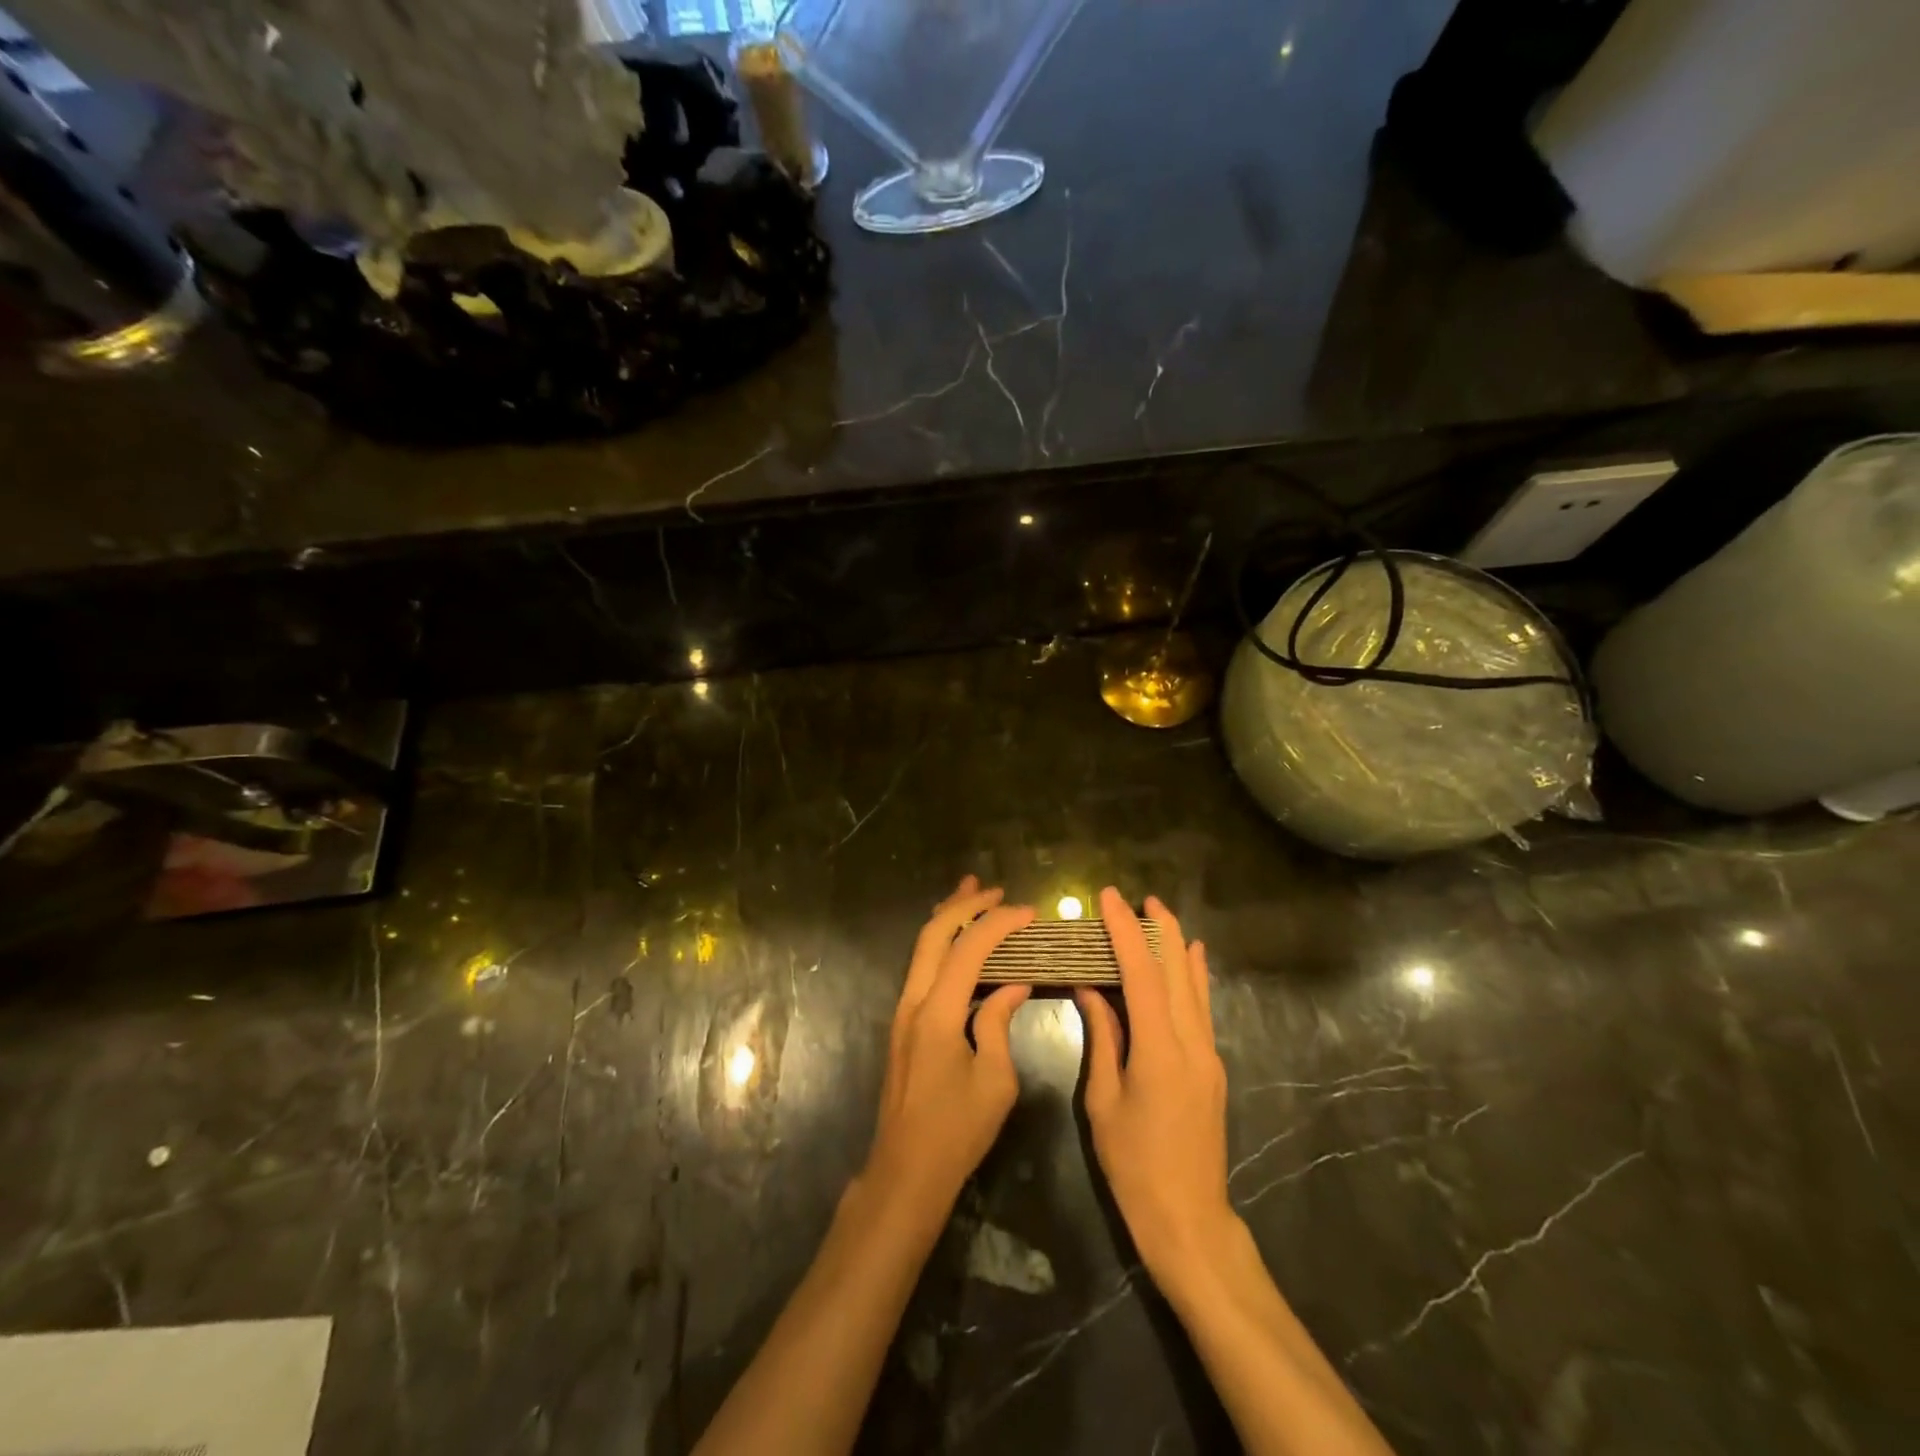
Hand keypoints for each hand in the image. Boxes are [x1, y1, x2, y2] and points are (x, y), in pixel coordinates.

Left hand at [859, 876, 1034, 1228]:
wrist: (906, 1171)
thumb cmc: (956, 1131)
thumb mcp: (995, 1080)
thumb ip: (1000, 1023)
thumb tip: (1013, 984)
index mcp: (938, 1013)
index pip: (968, 949)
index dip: (999, 923)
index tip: (1029, 912)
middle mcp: (913, 1001)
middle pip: (934, 934)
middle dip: (964, 905)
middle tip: (996, 890)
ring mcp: (903, 1011)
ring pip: (922, 947)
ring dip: (948, 918)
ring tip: (973, 893)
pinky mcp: (905, 1023)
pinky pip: (922, 967)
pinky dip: (942, 943)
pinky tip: (960, 942)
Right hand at [1076, 887, 1232, 1280]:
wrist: (1189, 1220)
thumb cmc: (1134, 1165)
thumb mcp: (1104, 1101)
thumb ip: (1102, 1039)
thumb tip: (1090, 990)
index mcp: (1159, 1052)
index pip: (1142, 975)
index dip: (1125, 931)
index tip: (1109, 898)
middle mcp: (1192, 1044)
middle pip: (1177, 971)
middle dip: (1158, 928)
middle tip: (1138, 896)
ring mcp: (1209, 1055)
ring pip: (1194, 986)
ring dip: (1177, 946)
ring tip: (1160, 913)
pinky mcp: (1213, 1067)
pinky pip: (1202, 1008)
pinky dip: (1194, 976)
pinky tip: (1192, 957)